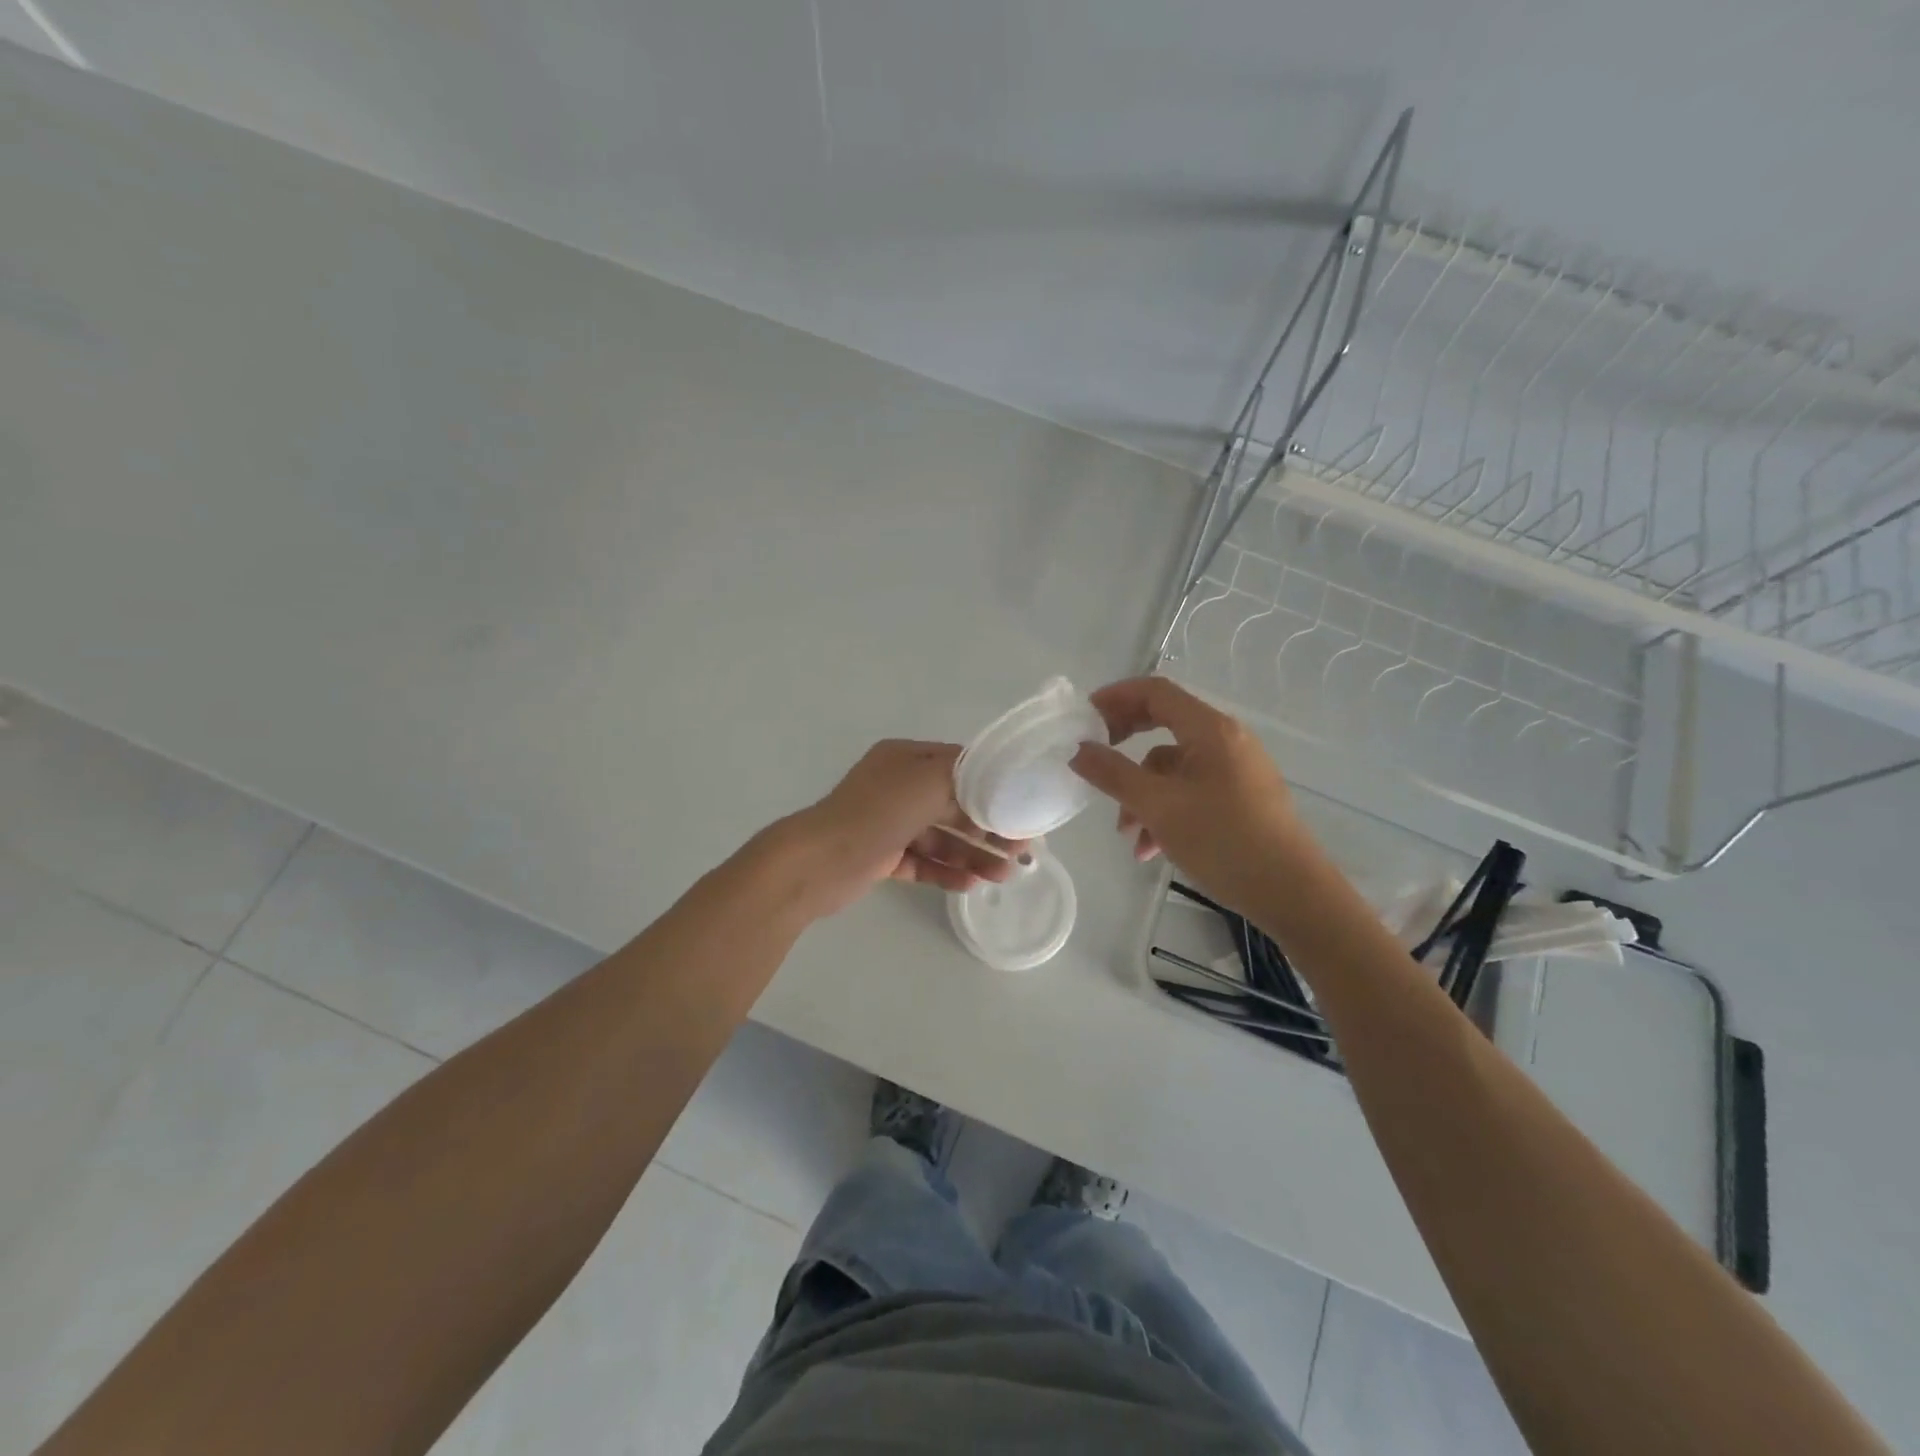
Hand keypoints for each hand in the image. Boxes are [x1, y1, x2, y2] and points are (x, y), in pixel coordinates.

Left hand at [781, 740, 1029, 917]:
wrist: (818, 862)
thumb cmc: (876, 813)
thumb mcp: (927, 781)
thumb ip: (965, 780)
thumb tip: (993, 790)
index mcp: (906, 759)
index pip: (960, 765)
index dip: (993, 785)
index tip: (1022, 807)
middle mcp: (897, 787)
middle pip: (953, 804)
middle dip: (988, 827)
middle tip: (1020, 850)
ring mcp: (888, 823)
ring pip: (940, 837)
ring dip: (972, 854)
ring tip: (1002, 876)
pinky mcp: (881, 856)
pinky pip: (922, 862)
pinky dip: (946, 871)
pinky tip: (971, 884)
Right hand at [1071, 677, 1308, 916]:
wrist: (1293, 894)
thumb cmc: (1224, 841)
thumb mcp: (1158, 807)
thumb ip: (1113, 774)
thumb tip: (1077, 749)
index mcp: (1210, 729)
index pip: (1156, 691)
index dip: (1116, 697)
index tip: (1083, 716)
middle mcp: (1226, 740)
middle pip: (1163, 725)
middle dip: (1124, 744)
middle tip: (1093, 759)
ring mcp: (1236, 770)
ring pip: (1174, 768)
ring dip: (1142, 794)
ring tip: (1127, 835)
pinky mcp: (1241, 799)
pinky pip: (1191, 791)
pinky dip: (1166, 811)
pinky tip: (1152, 849)